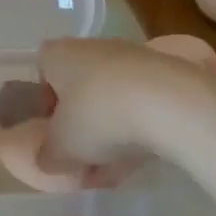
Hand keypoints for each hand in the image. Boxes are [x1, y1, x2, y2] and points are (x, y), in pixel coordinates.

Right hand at [35, 36, 215, 173]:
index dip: (46, 103)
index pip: (43, 72)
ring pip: (112, 96)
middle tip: (84, 155)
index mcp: (58, 54)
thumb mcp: (61, 149)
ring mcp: (132, 57)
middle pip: (79, 85)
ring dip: (111, 128)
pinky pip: (142, 102)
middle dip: (82, 121)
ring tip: (115, 167)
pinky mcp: (166, 72)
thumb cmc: (99, 116)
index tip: (56, 132)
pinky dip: (139, 126)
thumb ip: (47, 156)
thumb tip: (47, 161)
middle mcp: (92, 47)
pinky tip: (141, 158)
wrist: (172, 104)